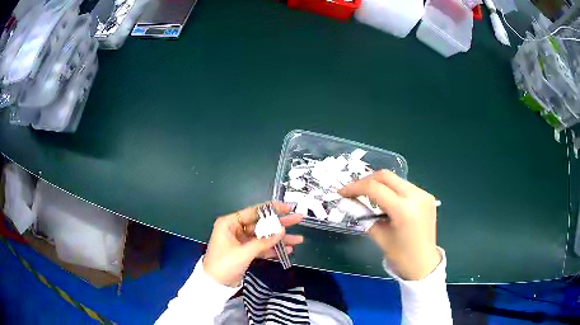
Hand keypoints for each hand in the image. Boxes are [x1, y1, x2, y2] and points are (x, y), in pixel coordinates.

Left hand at [203, 202, 303, 286]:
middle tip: (298, 219)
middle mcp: (235, 229)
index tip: (288, 207)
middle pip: (261, 224)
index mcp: (230, 223)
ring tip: (299, 239)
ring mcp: (241, 241)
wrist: (215, 285)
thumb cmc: (224, 264)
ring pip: (264, 237)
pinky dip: (273, 249)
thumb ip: (264, 241)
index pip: (254, 212)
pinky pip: (261, 248)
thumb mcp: (244, 252)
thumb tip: (282, 231)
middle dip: (280, 223)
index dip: (272, 209)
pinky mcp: (245, 252)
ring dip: (280, 239)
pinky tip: (288, 250)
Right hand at [339, 170, 440, 280]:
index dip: (355, 187)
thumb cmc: (400, 255)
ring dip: (379, 184)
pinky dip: (392, 189)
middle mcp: (416, 196)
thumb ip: (363, 216)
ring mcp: (424, 194)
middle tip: (353, 191)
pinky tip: (385, 200)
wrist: (424, 263)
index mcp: (403, 210)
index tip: (342, 192)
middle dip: (366, 181)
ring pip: (396, 179)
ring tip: (367, 195)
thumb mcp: (379, 235)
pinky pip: (405, 186)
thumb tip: (348, 202)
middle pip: (386, 176)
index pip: (374, 188)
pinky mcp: (427, 196)